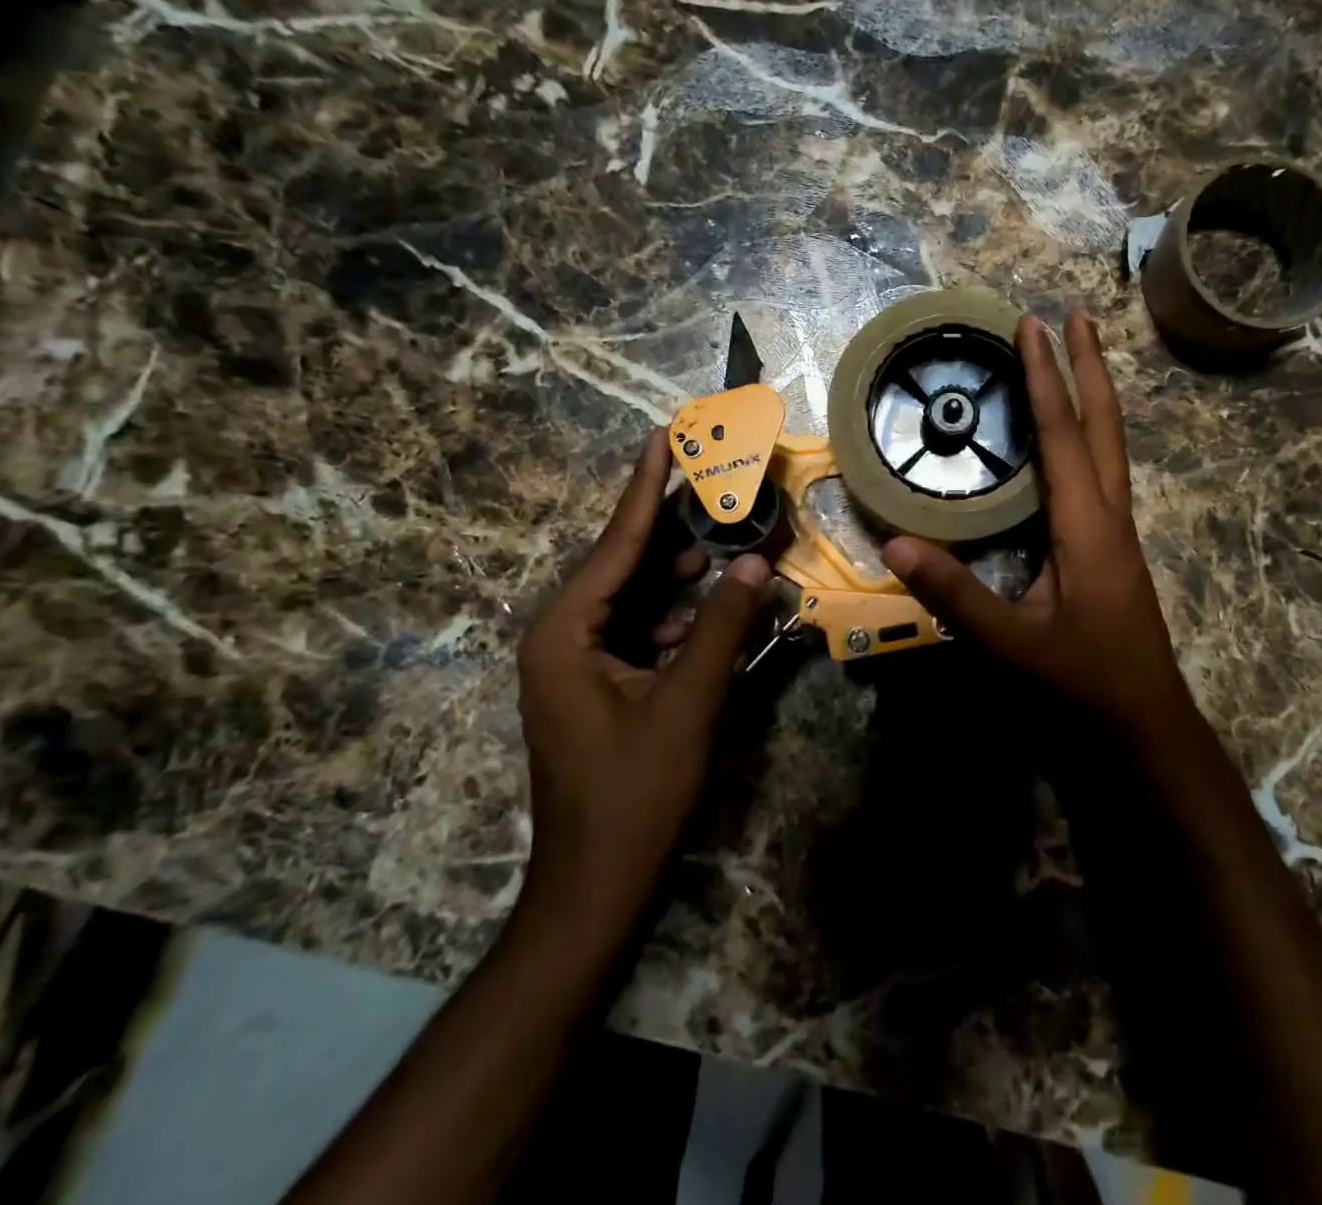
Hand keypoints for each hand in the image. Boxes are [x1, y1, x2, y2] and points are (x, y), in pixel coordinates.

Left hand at [515, 432, 768, 925]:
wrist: (596, 887)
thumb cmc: (634, 794)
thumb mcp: (687, 704)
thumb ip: (722, 627)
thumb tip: (757, 562)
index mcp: (565, 631)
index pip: (616, 543)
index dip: (647, 487)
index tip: (665, 435)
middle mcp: (563, 636)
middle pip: (626, 564)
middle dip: (674, 527)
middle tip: (718, 484)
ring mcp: (579, 663)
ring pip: (637, 598)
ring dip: (682, 573)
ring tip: (727, 537)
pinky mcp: (600, 686)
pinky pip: (642, 631)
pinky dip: (678, 615)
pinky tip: (715, 605)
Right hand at [882, 311, 1194, 731]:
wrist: (1145, 723)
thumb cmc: (1082, 683)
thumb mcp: (1012, 643)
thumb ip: (955, 594)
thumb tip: (895, 543)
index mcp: (1087, 526)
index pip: (1064, 436)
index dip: (1046, 378)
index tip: (1033, 326)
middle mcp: (1110, 515)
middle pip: (1105, 424)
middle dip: (1090, 365)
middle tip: (1076, 315)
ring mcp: (1118, 530)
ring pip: (1111, 446)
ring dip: (1095, 395)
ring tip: (1079, 357)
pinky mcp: (1113, 546)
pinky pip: (1104, 471)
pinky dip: (1090, 435)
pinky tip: (1074, 439)